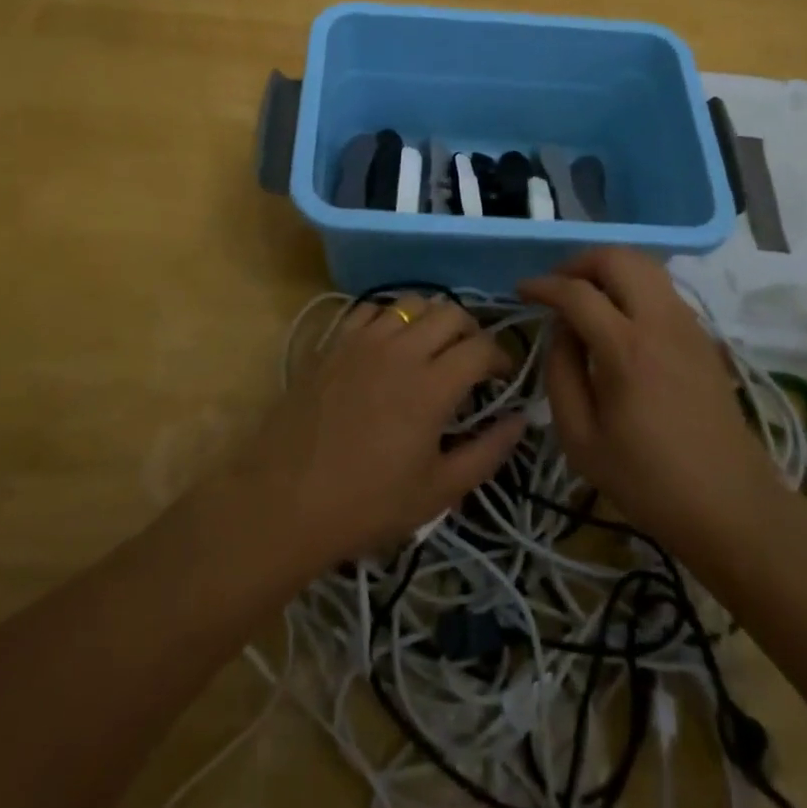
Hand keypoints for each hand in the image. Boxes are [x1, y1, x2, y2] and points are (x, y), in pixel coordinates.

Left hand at [234, 296, 525, 570]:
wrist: (284, 501)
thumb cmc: (367, 504)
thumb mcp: (438, 491)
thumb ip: (488, 452)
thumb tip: (521, 420)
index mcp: (432, 385)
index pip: (482, 347)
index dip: (501, 358)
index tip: (502, 378)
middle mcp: (400, 350)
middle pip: (450, 312)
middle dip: (471, 331)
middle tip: (471, 361)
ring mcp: (361, 340)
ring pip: (411, 303)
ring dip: (432, 319)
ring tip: (431, 348)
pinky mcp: (332, 342)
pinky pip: (370, 310)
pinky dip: (390, 319)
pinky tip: (389, 345)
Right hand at [520, 249, 775, 551]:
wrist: (731, 506)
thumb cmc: (648, 481)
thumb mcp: (580, 439)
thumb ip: (560, 373)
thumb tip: (560, 329)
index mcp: (626, 349)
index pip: (576, 292)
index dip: (543, 285)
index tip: (522, 291)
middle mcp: (660, 322)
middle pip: (618, 258)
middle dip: (578, 262)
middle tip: (556, 287)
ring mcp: (688, 325)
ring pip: (645, 265)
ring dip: (608, 269)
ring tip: (584, 296)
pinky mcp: (704, 336)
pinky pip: (663, 288)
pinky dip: (633, 285)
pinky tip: (618, 317)